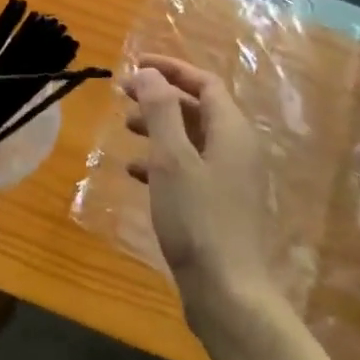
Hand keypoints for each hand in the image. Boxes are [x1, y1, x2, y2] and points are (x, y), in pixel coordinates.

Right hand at [122, 55, 282, 331]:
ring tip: (125, 130)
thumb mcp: (172, 158)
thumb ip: (160, 111)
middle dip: (160, 98)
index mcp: (232, 132)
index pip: (204, 83)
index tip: (135, 65)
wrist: (227, 293)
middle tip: (123, 96)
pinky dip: (161, 161)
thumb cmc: (198, 218)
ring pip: (191, 138)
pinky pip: (188, 167)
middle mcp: (236, 150)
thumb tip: (149, 73)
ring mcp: (230, 180)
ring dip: (158, 128)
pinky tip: (135, 172)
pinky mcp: (218, 205)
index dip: (171, 69)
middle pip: (198, 109)